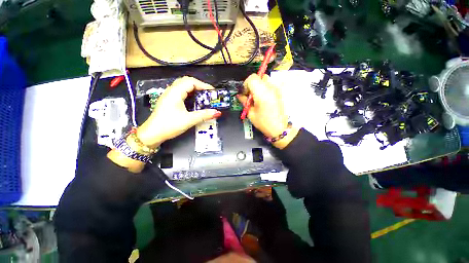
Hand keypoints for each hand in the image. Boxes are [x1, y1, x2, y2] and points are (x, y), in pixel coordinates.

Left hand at [136, 76, 221, 147]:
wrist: (152, 134)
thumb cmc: (169, 125)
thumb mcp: (189, 120)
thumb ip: (204, 115)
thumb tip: (217, 112)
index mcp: (175, 92)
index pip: (191, 82)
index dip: (203, 85)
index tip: (212, 92)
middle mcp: (171, 91)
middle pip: (186, 81)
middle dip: (199, 86)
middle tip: (208, 93)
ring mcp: (168, 95)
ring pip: (183, 86)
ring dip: (194, 89)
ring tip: (203, 96)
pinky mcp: (168, 100)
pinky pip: (180, 92)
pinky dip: (189, 93)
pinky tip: (193, 101)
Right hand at [237, 74, 298, 148]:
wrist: (279, 128)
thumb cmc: (264, 122)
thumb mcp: (251, 113)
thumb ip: (244, 102)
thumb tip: (240, 96)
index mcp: (262, 93)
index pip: (252, 78)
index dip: (246, 84)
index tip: (245, 93)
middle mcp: (270, 88)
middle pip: (259, 77)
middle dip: (252, 84)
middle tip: (250, 95)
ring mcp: (276, 89)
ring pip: (265, 79)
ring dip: (259, 85)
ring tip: (257, 97)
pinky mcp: (279, 93)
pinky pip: (270, 85)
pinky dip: (265, 88)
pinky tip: (263, 98)